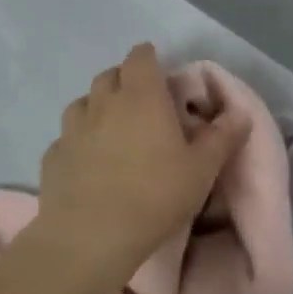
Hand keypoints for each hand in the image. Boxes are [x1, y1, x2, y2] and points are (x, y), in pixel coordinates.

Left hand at [36, 44, 251, 281]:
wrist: (91, 236)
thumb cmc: (155, 195)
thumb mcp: (202, 170)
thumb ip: (223, 137)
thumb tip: (240, 113)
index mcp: (142, 97)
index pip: (140, 57)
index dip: (149, 58)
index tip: (160, 72)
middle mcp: (102, 103)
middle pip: (109, 75)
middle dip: (125, 80)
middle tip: (141, 102)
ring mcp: (72, 129)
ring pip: (82, 103)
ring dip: (97, 107)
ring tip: (112, 129)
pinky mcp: (52, 157)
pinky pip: (66, 138)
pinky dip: (78, 141)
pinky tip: (87, 162)